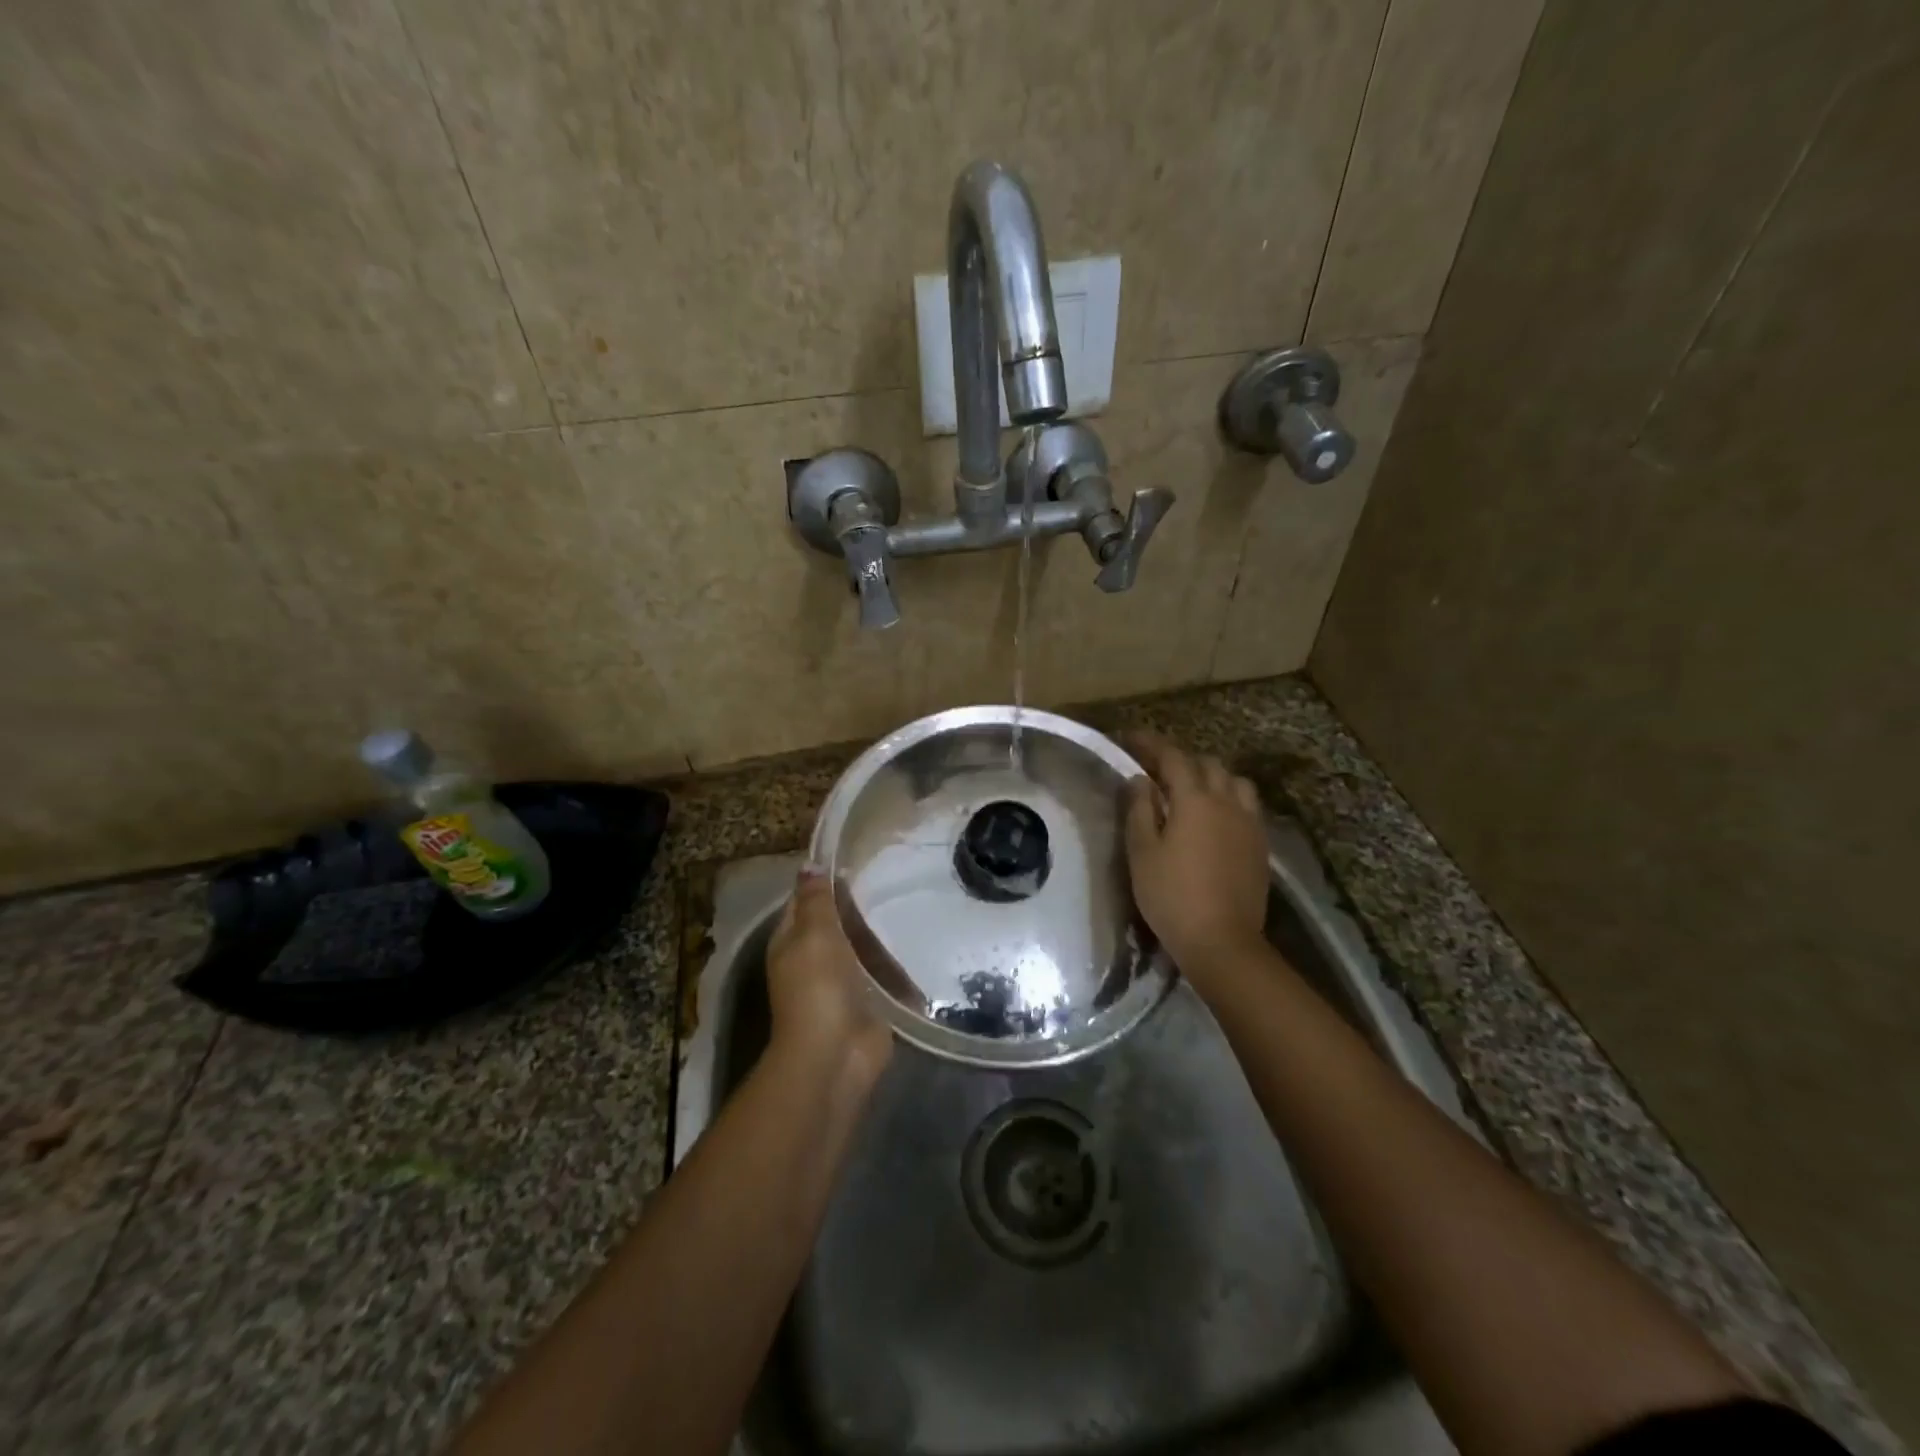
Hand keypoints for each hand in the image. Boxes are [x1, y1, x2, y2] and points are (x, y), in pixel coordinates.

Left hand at [765, 871, 893, 1091]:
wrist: (835, 1054)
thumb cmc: (818, 986)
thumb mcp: (814, 933)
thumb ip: (816, 899)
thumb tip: (810, 864)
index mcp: (791, 942)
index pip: (805, 902)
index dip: (824, 882)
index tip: (855, 858)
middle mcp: (813, 960)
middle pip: (836, 925)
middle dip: (857, 906)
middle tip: (892, 876)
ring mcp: (842, 984)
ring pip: (861, 948)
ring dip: (879, 933)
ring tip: (911, 902)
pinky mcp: (868, 1003)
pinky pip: (883, 975)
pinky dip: (896, 964)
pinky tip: (918, 943)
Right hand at [1122, 732, 1269, 983]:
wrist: (1223, 941)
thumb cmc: (1171, 896)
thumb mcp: (1142, 852)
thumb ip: (1139, 810)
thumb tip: (1140, 780)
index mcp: (1195, 800)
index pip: (1173, 757)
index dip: (1150, 744)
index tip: (1130, 738)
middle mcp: (1227, 802)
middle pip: (1207, 765)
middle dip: (1180, 760)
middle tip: (1156, 770)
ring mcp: (1250, 824)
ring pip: (1234, 782)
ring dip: (1211, 777)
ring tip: (1191, 790)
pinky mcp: (1261, 845)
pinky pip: (1247, 806)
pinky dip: (1228, 798)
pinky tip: (1215, 817)